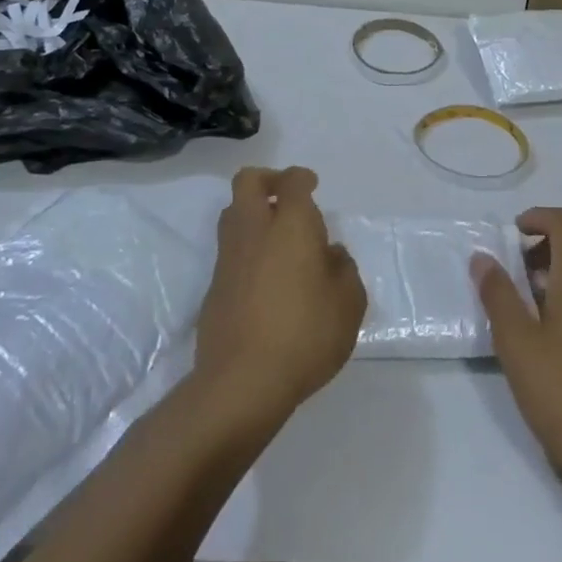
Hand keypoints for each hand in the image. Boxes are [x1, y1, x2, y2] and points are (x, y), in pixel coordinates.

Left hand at [193, 166, 365, 423]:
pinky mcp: (213, 288)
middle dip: (268, 180)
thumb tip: (331, 254)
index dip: (302, 178)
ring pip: (232, 214)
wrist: (241, 383)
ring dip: (252, 214)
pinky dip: (246, 252)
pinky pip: (229, 252)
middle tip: (287, 198)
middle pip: (249, 182)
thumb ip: (344, 270)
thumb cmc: (304, 334)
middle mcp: (255, 229)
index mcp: (290, 223)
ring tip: (278, 239)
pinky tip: (266, 280)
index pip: (292, 181)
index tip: (313, 186)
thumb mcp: (348, 303)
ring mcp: (228, 258)